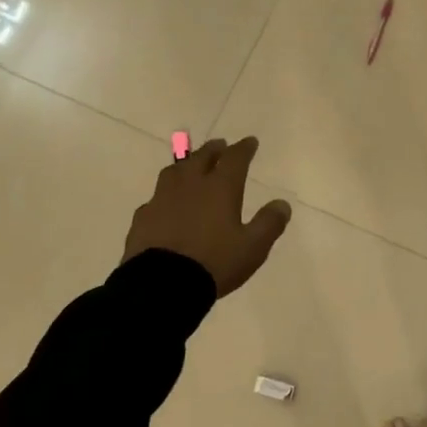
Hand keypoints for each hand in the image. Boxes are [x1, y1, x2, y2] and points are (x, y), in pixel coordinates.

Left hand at [123, 137, 290, 296]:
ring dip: (186, 164)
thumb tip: (282, 204)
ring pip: (175, 171)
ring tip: (191, 165)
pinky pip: (156, 197)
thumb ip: (269, 224)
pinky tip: (166, 204)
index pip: (235, 158)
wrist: (160, 285)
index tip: (250, 142)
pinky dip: (165, 195)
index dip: (244, 148)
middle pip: (202, 157)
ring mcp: (163, 198)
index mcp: (220, 188)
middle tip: (220, 145)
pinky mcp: (143, 217)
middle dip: (214, 149)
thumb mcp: (252, 247)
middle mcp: (191, 185)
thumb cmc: (213, 262)